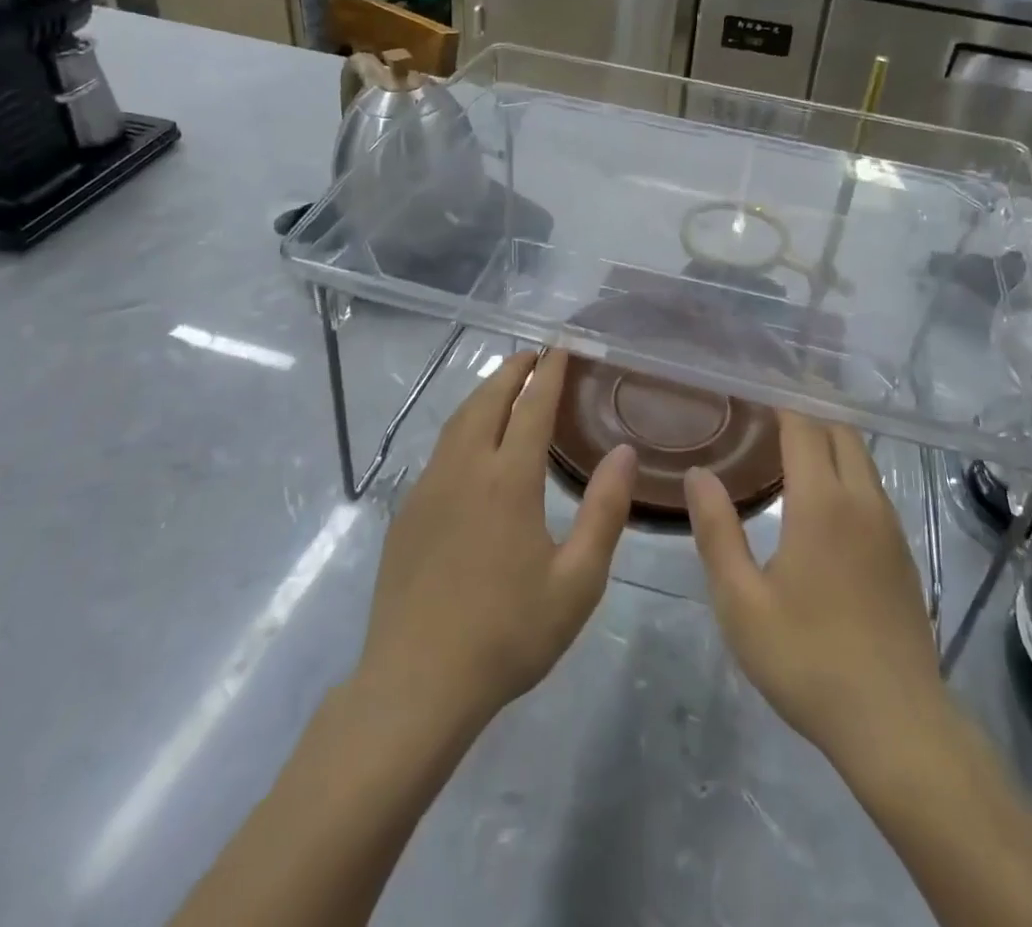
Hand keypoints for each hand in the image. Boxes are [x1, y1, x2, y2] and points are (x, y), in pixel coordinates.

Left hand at [356, 350, 636, 741]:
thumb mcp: (577, 581)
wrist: (415, 684)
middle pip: (488, 401)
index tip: (560, 348)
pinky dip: (463, 426)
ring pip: (458, 421)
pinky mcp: (408, 512)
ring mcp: (429, 488)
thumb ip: (605, 511)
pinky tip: (471, 444)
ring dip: (484, 394)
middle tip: (533, 355)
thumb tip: (624, 453)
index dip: (549, 374)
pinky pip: (441, 450)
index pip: (532, 407)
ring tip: (504, 385)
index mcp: (508, 480)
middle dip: (512, 371)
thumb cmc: (507, 634)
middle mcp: (465, 470)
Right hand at [685, 414, 951, 777]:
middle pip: (840, 430)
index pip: (805, 425)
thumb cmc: (808, 660)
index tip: (755, 381)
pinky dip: (846, 466)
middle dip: (809, 405)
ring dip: (830, 435)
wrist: (897, 725)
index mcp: (822, 503)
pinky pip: (872, 486)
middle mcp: (862, 500)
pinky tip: (823, 491)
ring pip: (861, 457)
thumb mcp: (741, 602)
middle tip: (770, 398)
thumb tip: (699, 474)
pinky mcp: (902, 551)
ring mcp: (889, 525)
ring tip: (791, 434)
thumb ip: (717, 531)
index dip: (782, 397)